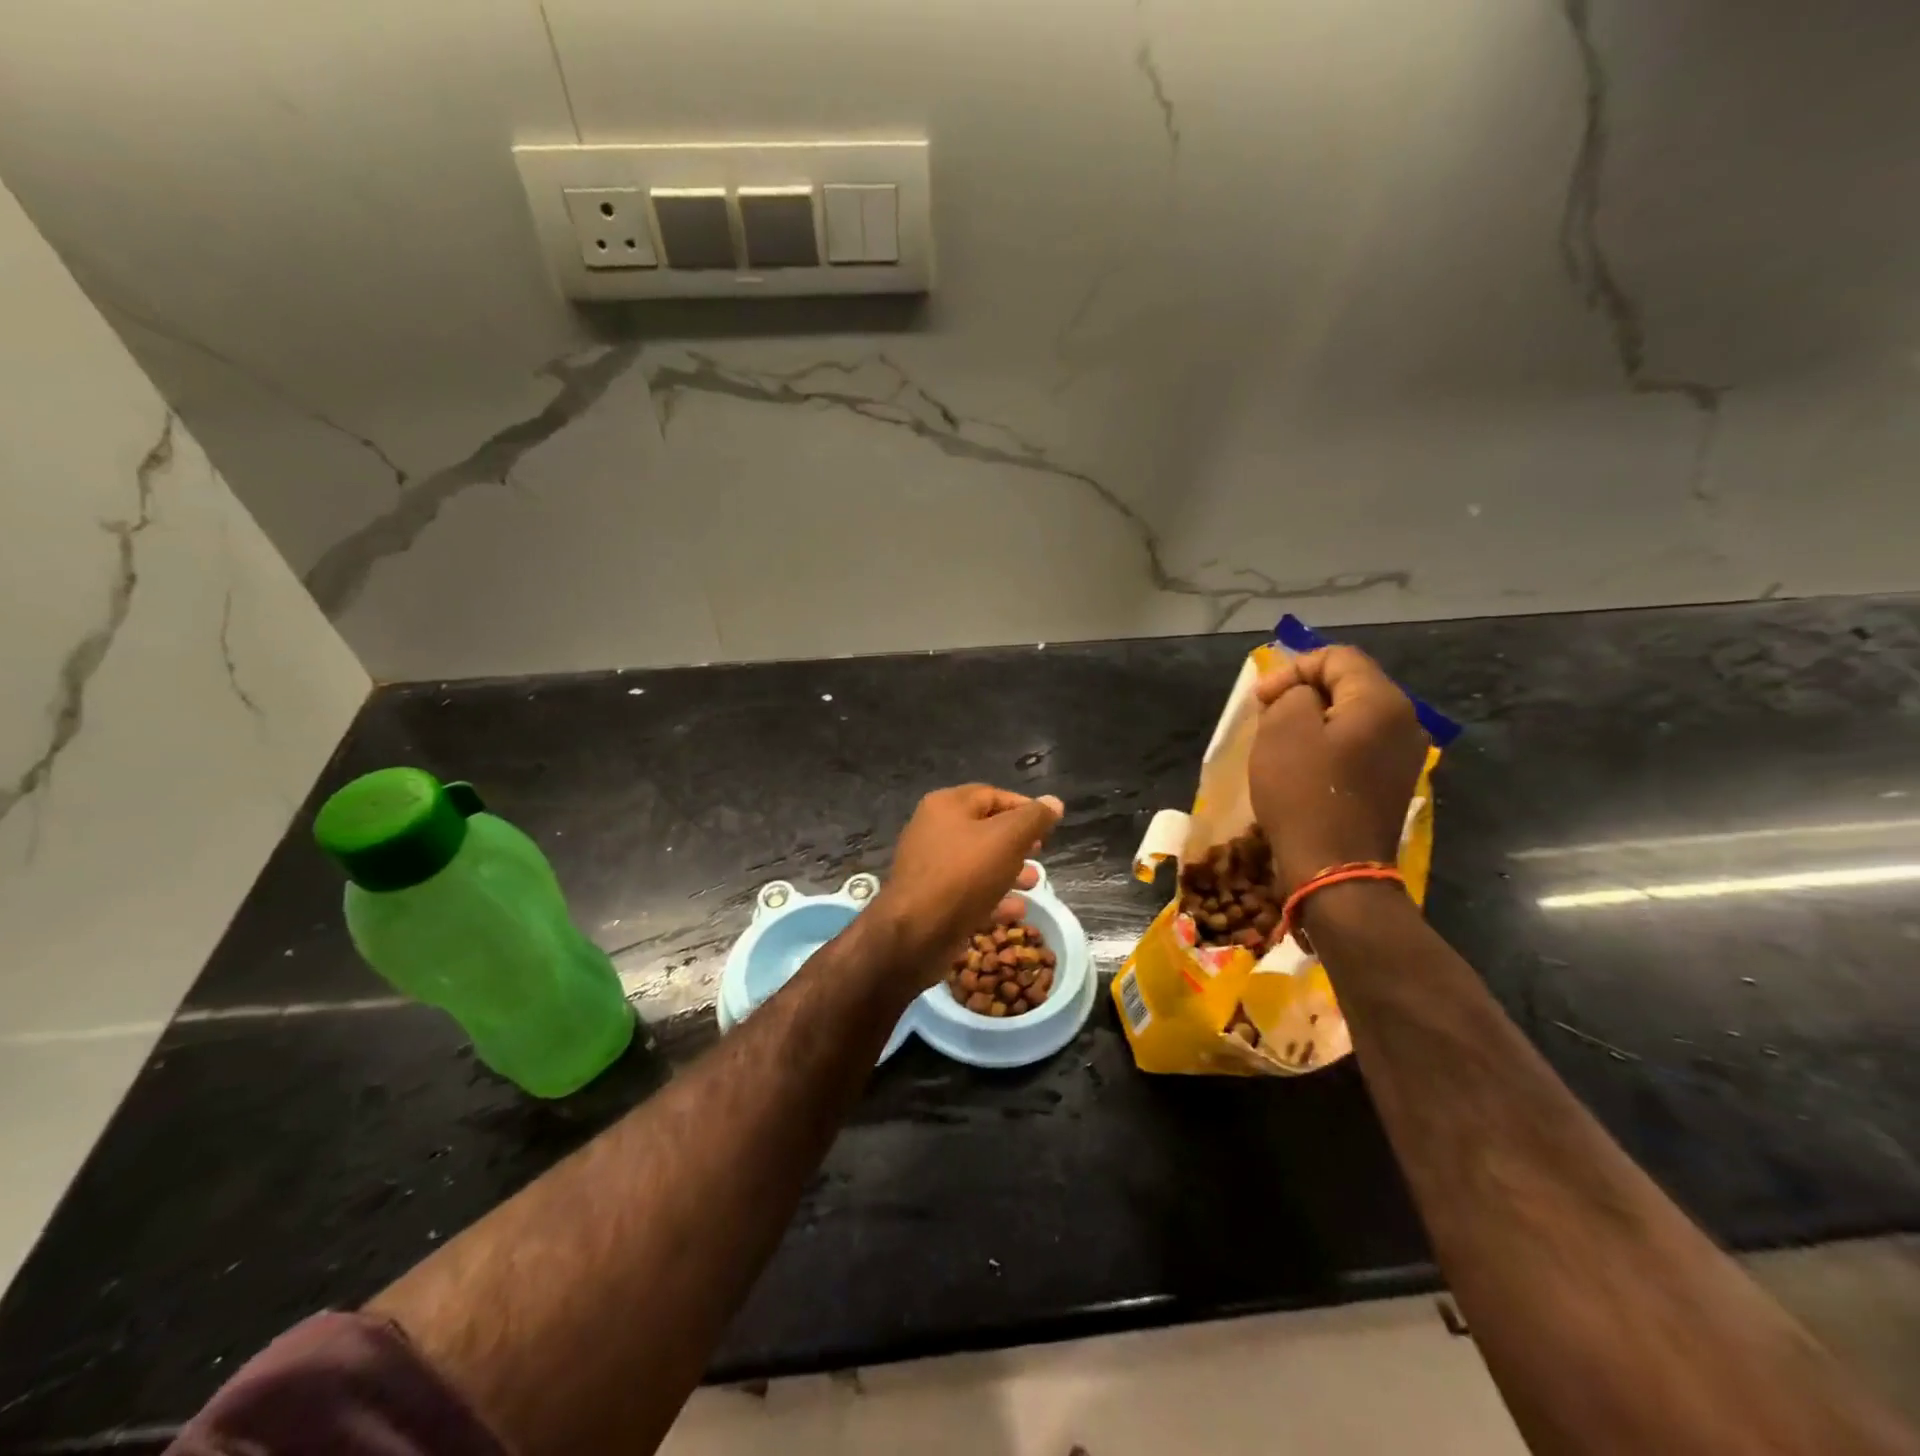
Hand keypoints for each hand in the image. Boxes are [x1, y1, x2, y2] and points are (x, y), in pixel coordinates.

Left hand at [869, 785, 1063, 987]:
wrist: (915, 933)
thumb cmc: (963, 875)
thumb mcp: (1006, 839)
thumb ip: (1033, 819)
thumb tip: (1053, 802)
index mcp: (947, 806)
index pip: (993, 795)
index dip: (1024, 807)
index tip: (1050, 825)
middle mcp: (935, 830)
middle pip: (985, 829)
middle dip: (1018, 842)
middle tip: (1041, 853)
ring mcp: (931, 866)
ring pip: (979, 862)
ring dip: (1010, 871)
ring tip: (1034, 883)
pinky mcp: (933, 899)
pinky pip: (969, 891)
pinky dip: (994, 897)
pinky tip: (1017, 910)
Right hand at [1249, 646, 1427, 896]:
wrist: (1335, 869)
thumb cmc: (1304, 794)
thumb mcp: (1283, 730)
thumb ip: (1292, 694)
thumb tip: (1302, 697)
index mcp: (1382, 701)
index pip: (1338, 657)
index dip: (1294, 668)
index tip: (1262, 699)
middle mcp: (1405, 722)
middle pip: (1350, 684)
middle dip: (1304, 693)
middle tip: (1267, 715)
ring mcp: (1404, 755)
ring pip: (1353, 717)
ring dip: (1314, 720)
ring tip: (1280, 740)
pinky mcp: (1392, 782)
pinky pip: (1358, 746)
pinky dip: (1329, 745)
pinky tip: (1303, 766)